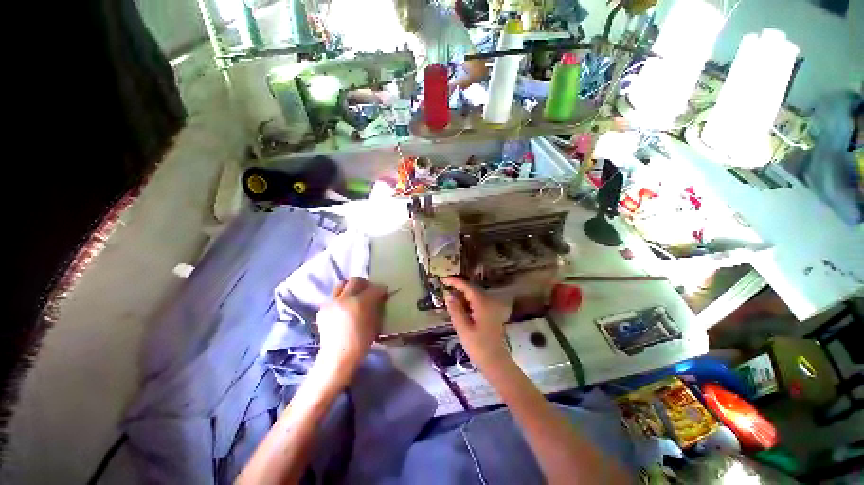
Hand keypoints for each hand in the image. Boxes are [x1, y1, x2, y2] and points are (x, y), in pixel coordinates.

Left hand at [315, 277, 387, 376]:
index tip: (384, 293)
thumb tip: (379, 297)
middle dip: (365, 284)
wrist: (338, 357)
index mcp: (360, 302)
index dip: (381, 289)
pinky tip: (344, 310)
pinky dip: (341, 299)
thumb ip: (377, 306)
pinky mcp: (323, 309)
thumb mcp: (375, 323)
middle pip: (355, 280)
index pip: (374, 288)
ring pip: (342, 285)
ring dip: (350, 288)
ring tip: (355, 298)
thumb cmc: (361, 342)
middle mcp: (344, 298)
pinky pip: (334, 297)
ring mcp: (331, 302)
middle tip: (369, 292)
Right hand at [442, 277, 512, 368]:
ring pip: (475, 295)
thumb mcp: (463, 328)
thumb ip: (455, 310)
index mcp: (482, 303)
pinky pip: (478, 302)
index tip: (443, 279)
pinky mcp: (492, 314)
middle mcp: (489, 301)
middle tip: (444, 287)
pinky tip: (460, 307)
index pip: (467, 287)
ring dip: (462, 294)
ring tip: (449, 297)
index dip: (455, 281)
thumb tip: (448, 295)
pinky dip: (468, 301)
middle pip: (472, 289)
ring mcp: (492, 307)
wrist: (496, 362)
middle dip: (458, 287)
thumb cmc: (478, 346)